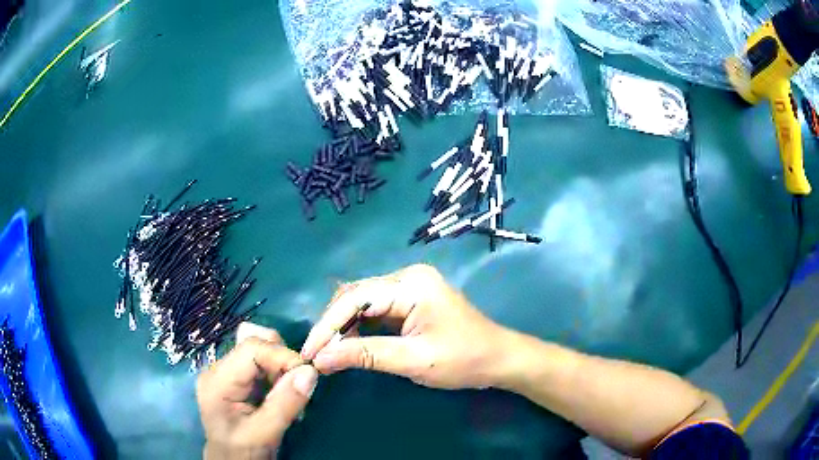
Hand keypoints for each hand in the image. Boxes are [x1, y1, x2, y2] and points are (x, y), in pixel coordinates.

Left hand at [197, 323, 318, 458]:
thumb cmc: (243, 452)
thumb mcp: (265, 433)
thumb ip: (285, 404)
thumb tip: (310, 372)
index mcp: (218, 380)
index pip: (251, 348)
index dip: (282, 355)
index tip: (308, 375)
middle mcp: (218, 369)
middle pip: (255, 345)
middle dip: (282, 361)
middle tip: (299, 387)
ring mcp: (226, 372)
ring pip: (260, 351)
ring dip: (281, 369)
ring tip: (289, 395)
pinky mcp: (235, 378)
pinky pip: (260, 364)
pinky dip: (277, 375)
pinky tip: (280, 395)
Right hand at [301, 264, 514, 389]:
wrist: (499, 359)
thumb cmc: (464, 360)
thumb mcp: (413, 360)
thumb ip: (365, 355)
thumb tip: (322, 359)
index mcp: (410, 284)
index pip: (355, 299)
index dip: (327, 326)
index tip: (309, 352)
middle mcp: (407, 276)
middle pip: (355, 296)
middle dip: (333, 326)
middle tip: (316, 355)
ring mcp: (410, 286)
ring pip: (362, 303)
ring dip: (343, 327)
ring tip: (328, 353)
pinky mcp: (411, 300)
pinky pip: (376, 310)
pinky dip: (359, 328)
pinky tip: (349, 345)